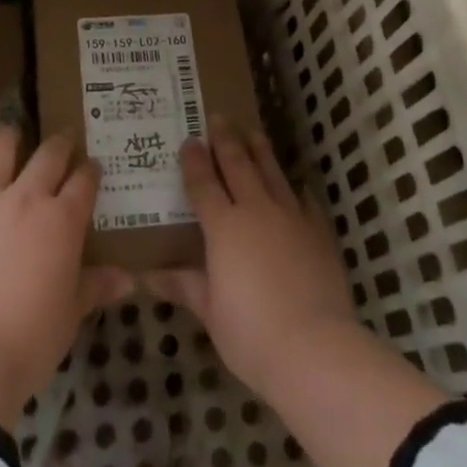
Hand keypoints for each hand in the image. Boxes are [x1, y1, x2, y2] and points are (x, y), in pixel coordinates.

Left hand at [0, 127, 133, 431]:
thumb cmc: (32, 340)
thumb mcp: (72, 314)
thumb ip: (97, 286)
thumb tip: (128, 279)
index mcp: (63, 219)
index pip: (85, 179)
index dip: (91, 171)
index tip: (92, 169)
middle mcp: (27, 197)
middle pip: (50, 153)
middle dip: (61, 144)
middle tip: (62, 147)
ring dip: (9, 138)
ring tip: (12, 139)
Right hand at [146, 121, 358, 395]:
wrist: (315, 348)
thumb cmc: (251, 334)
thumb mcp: (210, 312)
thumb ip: (184, 285)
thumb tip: (147, 276)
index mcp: (224, 227)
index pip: (204, 184)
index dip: (194, 161)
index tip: (189, 139)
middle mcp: (256, 211)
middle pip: (238, 166)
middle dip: (226, 140)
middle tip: (218, 117)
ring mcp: (291, 218)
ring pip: (273, 173)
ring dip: (261, 151)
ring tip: (254, 132)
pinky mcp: (319, 234)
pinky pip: (307, 203)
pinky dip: (299, 190)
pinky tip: (299, 184)